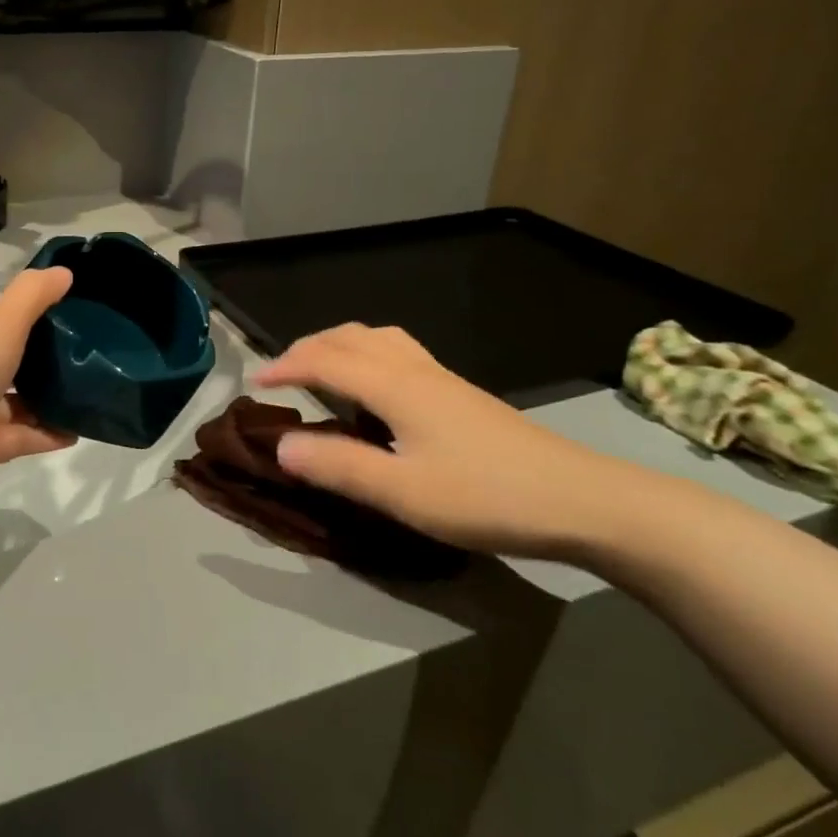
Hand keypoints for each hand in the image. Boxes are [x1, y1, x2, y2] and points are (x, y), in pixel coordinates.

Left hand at [0, 267, 78, 505]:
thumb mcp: (0, 324)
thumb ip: (32, 296)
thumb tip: (64, 273)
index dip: (21, 322)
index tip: (62, 319)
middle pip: (4, 365)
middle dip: (40, 363)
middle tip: (82, 357)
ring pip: (16, 403)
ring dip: (48, 400)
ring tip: (87, 393)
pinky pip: (23, 436)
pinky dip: (49, 433)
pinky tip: (78, 430)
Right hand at [252, 323, 659, 560]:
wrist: (582, 500)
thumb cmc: (486, 496)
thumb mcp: (402, 492)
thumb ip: (338, 466)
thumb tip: (280, 445)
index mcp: (395, 385)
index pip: (325, 360)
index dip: (286, 366)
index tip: (255, 384)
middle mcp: (415, 369)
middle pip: (351, 337)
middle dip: (309, 347)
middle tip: (281, 374)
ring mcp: (443, 379)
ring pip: (379, 339)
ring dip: (340, 345)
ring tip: (322, 370)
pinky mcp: (462, 395)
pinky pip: (399, 354)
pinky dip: (367, 355)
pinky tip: (376, 389)